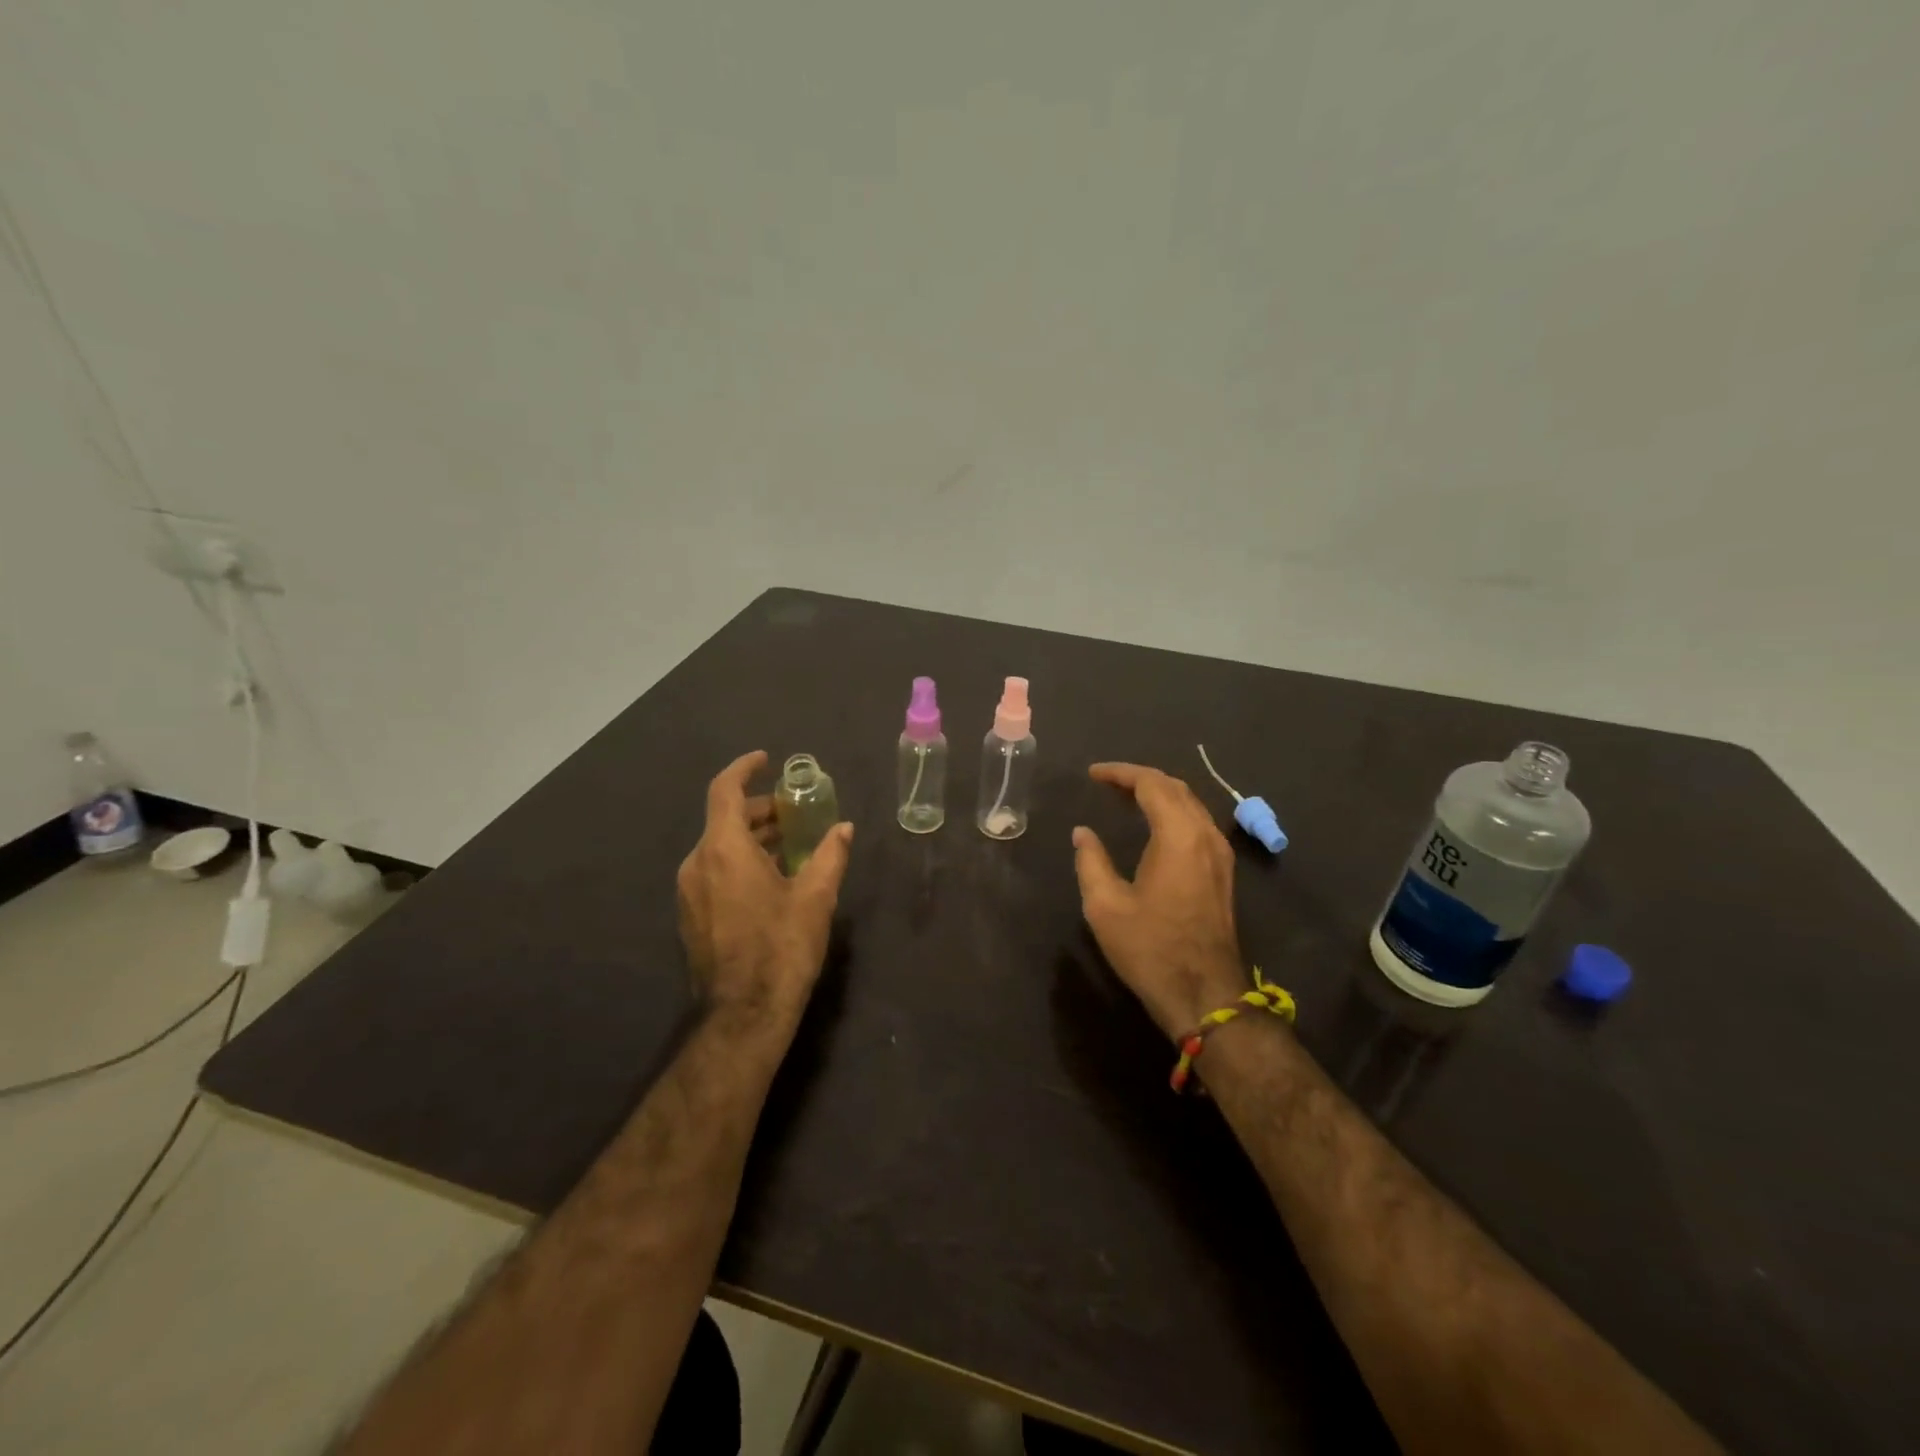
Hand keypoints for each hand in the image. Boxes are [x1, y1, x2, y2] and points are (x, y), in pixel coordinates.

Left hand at [677, 751, 852, 1029]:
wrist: (743, 1014)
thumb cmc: (781, 947)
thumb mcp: (816, 897)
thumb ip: (831, 855)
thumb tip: (844, 828)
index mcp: (724, 849)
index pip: (725, 791)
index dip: (744, 769)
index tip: (767, 760)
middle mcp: (697, 864)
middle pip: (724, 819)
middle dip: (759, 809)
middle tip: (795, 812)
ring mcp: (689, 892)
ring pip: (718, 847)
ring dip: (751, 837)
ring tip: (789, 844)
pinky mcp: (691, 916)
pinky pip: (713, 871)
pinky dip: (739, 861)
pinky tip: (770, 878)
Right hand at [1072, 762, 1249, 1037]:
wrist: (1204, 995)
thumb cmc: (1150, 949)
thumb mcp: (1105, 906)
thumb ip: (1091, 861)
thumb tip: (1083, 833)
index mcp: (1178, 836)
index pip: (1151, 784)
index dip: (1120, 773)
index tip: (1093, 774)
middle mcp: (1205, 835)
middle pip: (1175, 788)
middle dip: (1140, 778)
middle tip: (1107, 783)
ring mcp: (1220, 854)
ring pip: (1191, 804)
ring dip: (1159, 794)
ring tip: (1126, 798)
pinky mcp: (1223, 873)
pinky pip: (1199, 823)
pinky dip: (1174, 812)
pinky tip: (1154, 825)